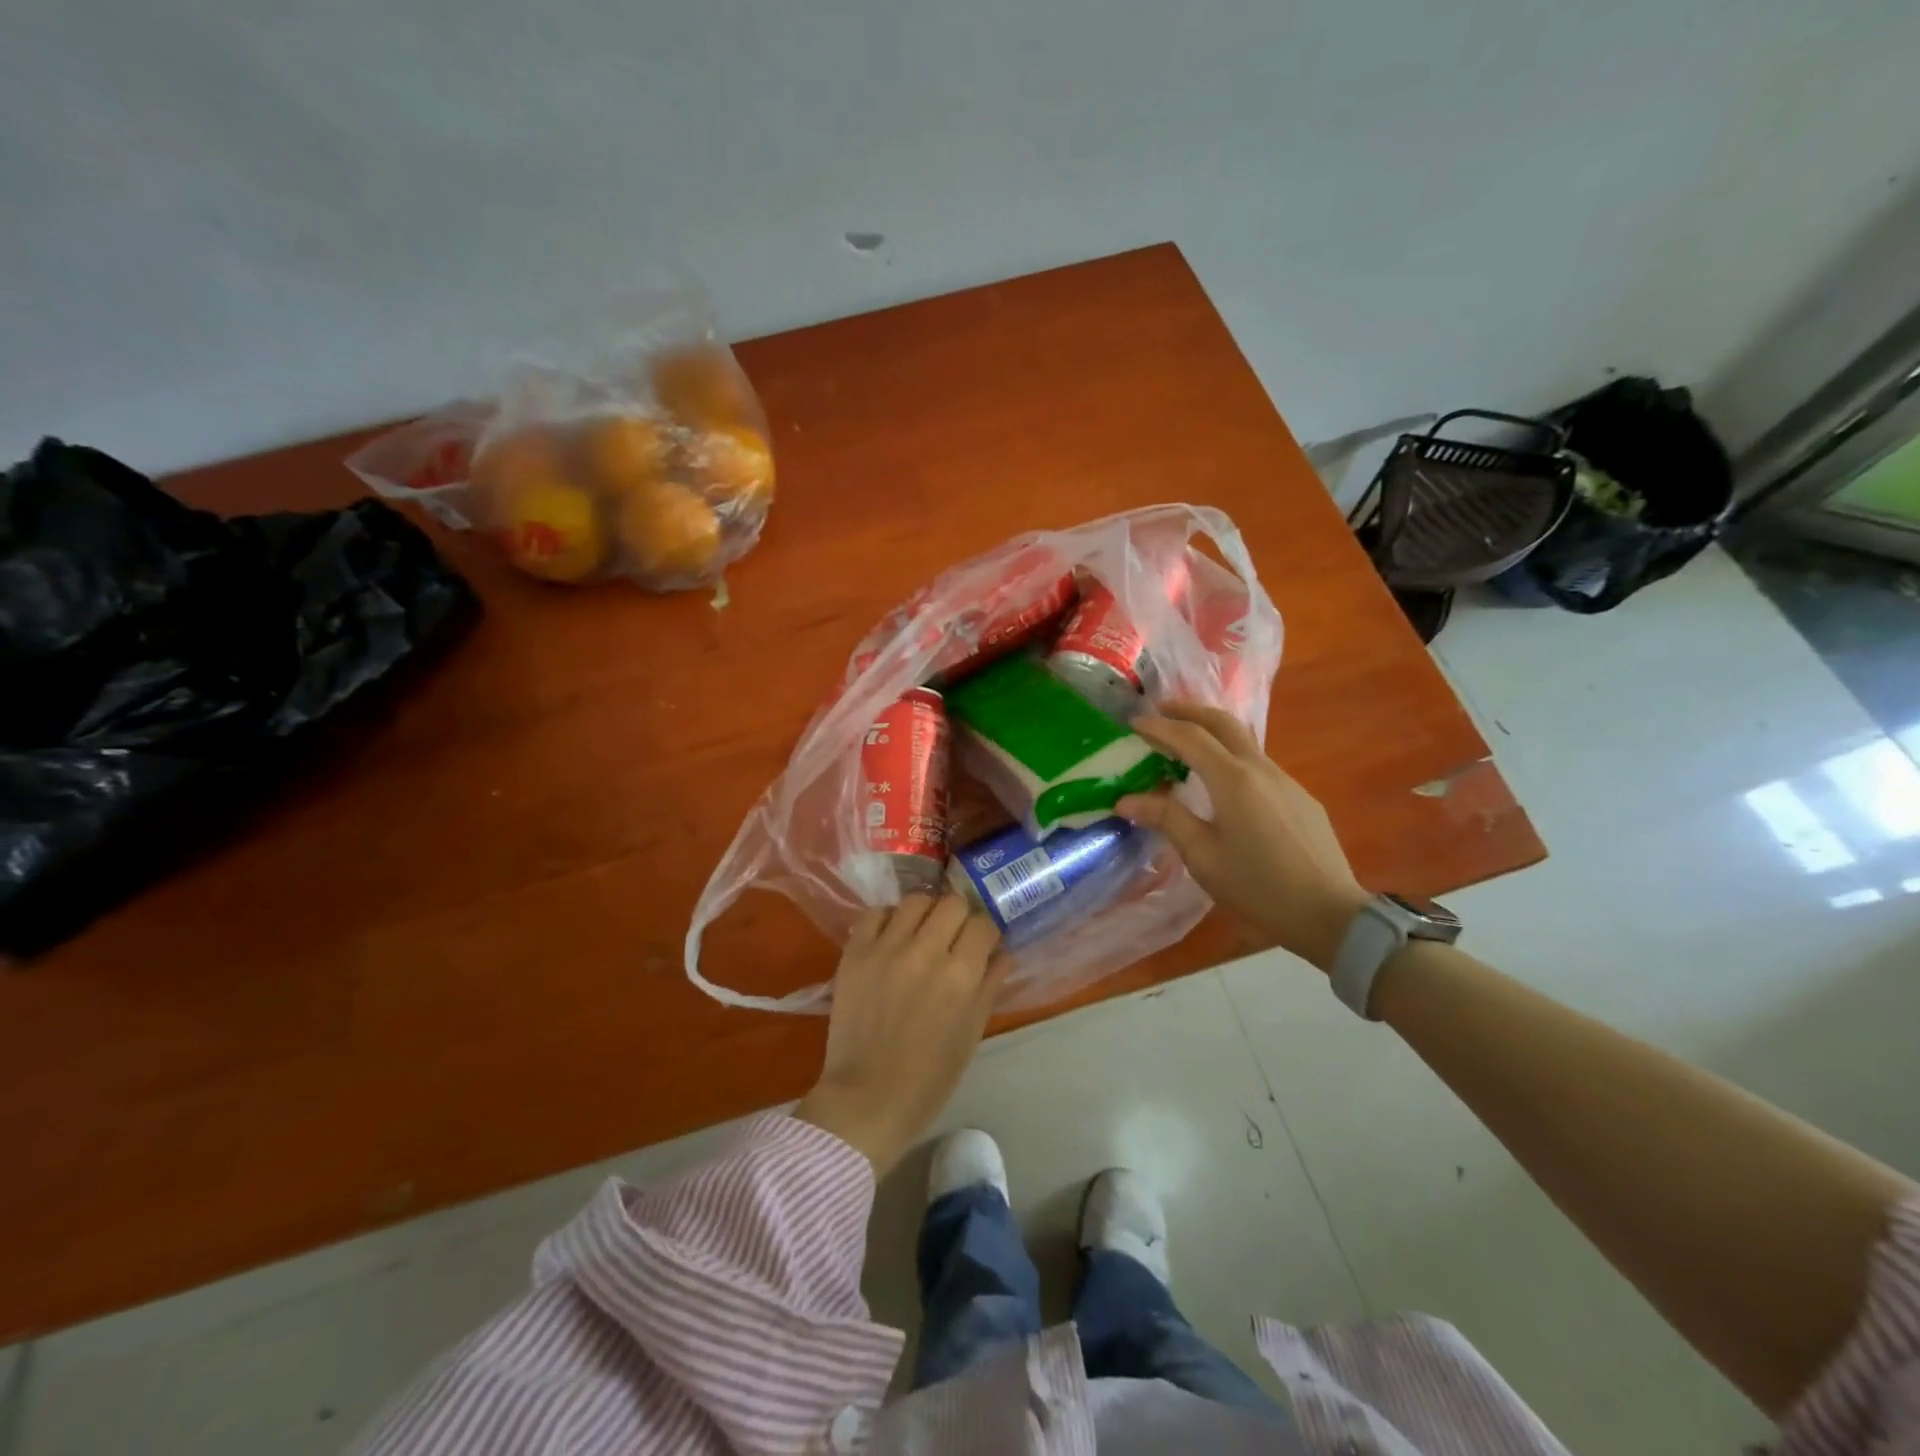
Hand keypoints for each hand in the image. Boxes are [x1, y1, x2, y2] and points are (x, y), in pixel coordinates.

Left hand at [795, 894, 1004, 1173]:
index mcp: (960, 975)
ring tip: (922, 932)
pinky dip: (887, 919)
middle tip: (954, 936)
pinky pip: (875, 914)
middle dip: (960, 917)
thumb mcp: (971, 1033)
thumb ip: (989, 985)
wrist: (867, 1098)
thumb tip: (1003, 953)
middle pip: (952, 903)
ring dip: (925, 913)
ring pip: (915, 900)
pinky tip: (891, 937)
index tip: (982, 943)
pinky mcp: (855, 953)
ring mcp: (887, 948)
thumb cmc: (930, 1077)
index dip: (986, 932)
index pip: (983, 924)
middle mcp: (926, 951)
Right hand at [1117, 702, 1367, 972]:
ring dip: (1212, 732)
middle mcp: (1260, 769)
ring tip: (1186, 745)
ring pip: (1244, 741)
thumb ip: (1166, 819)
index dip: (1159, 727)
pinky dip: (1231, 757)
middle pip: (1223, 723)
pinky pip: (1258, 764)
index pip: (1190, 738)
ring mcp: (1285, 781)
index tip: (1133, 723)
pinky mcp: (1299, 797)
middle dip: (1189, 711)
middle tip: (1160, 710)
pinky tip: (1222, 784)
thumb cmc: (1257, 886)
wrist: (1329, 913)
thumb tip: (1125, 800)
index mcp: (1233, 780)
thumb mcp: (1202, 856)